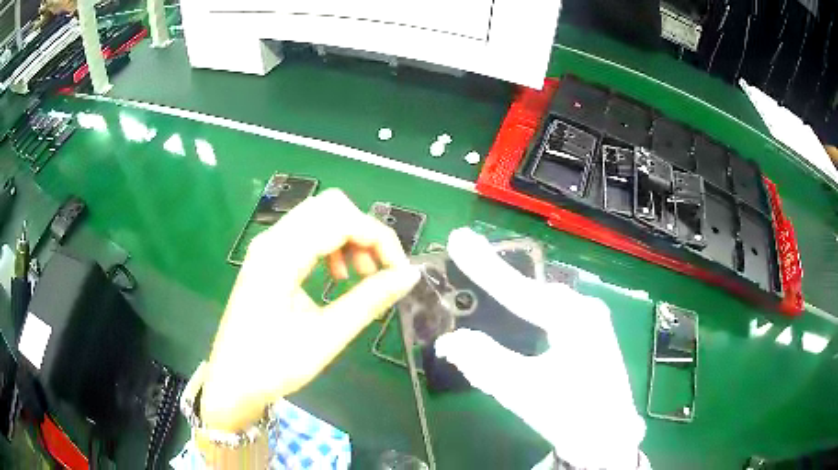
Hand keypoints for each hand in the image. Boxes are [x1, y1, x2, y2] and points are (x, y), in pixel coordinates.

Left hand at [201, 189, 420, 432]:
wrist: (232, 381)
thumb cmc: (273, 366)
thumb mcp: (326, 337)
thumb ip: (369, 301)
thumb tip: (409, 276)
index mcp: (281, 256)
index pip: (342, 220)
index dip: (380, 239)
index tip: (399, 273)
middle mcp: (272, 239)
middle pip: (331, 206)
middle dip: (365, 232)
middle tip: (379, 272)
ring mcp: (268, 246)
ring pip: (320, 216)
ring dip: (350, 237)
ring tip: (362, 276)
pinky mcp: (269, 258)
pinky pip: (307, 234)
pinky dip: (333, 246)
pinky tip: (338, 277)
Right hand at [434, 229, 644, 468]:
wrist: (609, 437)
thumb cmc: (571, 414)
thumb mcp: (523, 391)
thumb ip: (484, 362)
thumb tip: (448, 341)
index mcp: (574, 319)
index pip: (520, 289)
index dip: (484, 266)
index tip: (458, 239)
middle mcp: (586, 310)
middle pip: (533, 289)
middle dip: (499, 276)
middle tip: (467, 254)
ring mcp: (592, 321)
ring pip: (545, 300)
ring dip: (515, 292)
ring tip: (486, 278)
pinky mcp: (591, 335)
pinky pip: (554, 312)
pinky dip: (530, 309)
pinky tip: (520, 312)